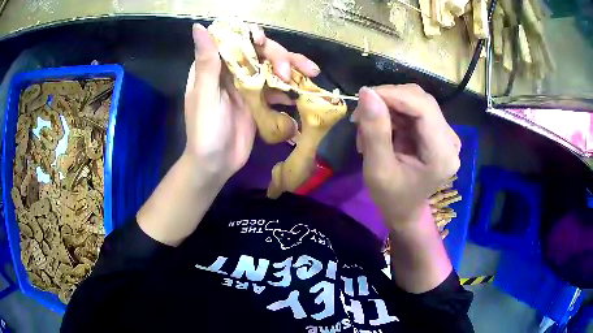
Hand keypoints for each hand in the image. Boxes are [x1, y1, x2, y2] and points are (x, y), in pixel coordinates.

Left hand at [183, 23, 319, 184]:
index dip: (251, 35)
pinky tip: (303, 93)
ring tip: (312, 73)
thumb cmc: (205, 130)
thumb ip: (207, 61)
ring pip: (273, 67)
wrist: (216, 164)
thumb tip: (199, 27)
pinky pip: (278, 88)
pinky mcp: (260, 101)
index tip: (263, 42)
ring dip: (293, 68)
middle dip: (279, 55)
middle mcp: (233, 71)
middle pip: (260, 52)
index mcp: (216, 66)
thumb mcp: (205, 95)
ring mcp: (249, 86)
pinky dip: (292, 88)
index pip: (235, 40)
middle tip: (289, 72)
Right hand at [351, 85, 460, 228]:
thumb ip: (375, 132)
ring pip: (415, 101)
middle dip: (388, 100)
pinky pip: (413, 110)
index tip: (364, 96)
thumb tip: (367, 93)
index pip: (423, 107)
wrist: (404, 211)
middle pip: (420, 100)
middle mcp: (449, 140)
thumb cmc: (391, 198)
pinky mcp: (437, 132)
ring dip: (388, 107)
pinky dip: (393, 114)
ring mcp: (445, 134)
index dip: (394, 94)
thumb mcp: (378, 170)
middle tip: (361, 116)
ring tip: (367, 127)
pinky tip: (380, 128)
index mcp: (442, 154)